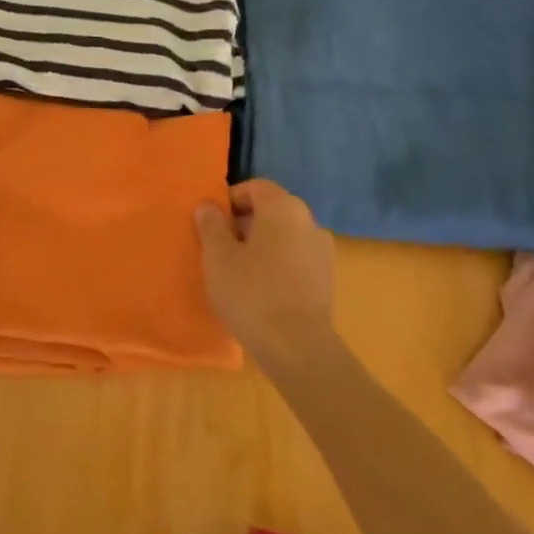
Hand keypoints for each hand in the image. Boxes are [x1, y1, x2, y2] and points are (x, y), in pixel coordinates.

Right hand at [195, 180, 334, 367]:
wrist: (297, 346)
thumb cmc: (251, 293)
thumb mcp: (218, 257)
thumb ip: (211, 225)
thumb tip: (208, 206)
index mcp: (283, 207)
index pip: (255, 187)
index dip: (231, 199)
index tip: (211, 222)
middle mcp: (308, 221)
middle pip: (272, 210)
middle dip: (244, 223)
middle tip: (219, 248)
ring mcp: (322, 250)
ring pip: (285, 235)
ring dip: (262, 245)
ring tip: (238, 271)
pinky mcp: (326, 278)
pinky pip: (295, 259)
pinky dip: (278, 264)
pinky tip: (261, 289)